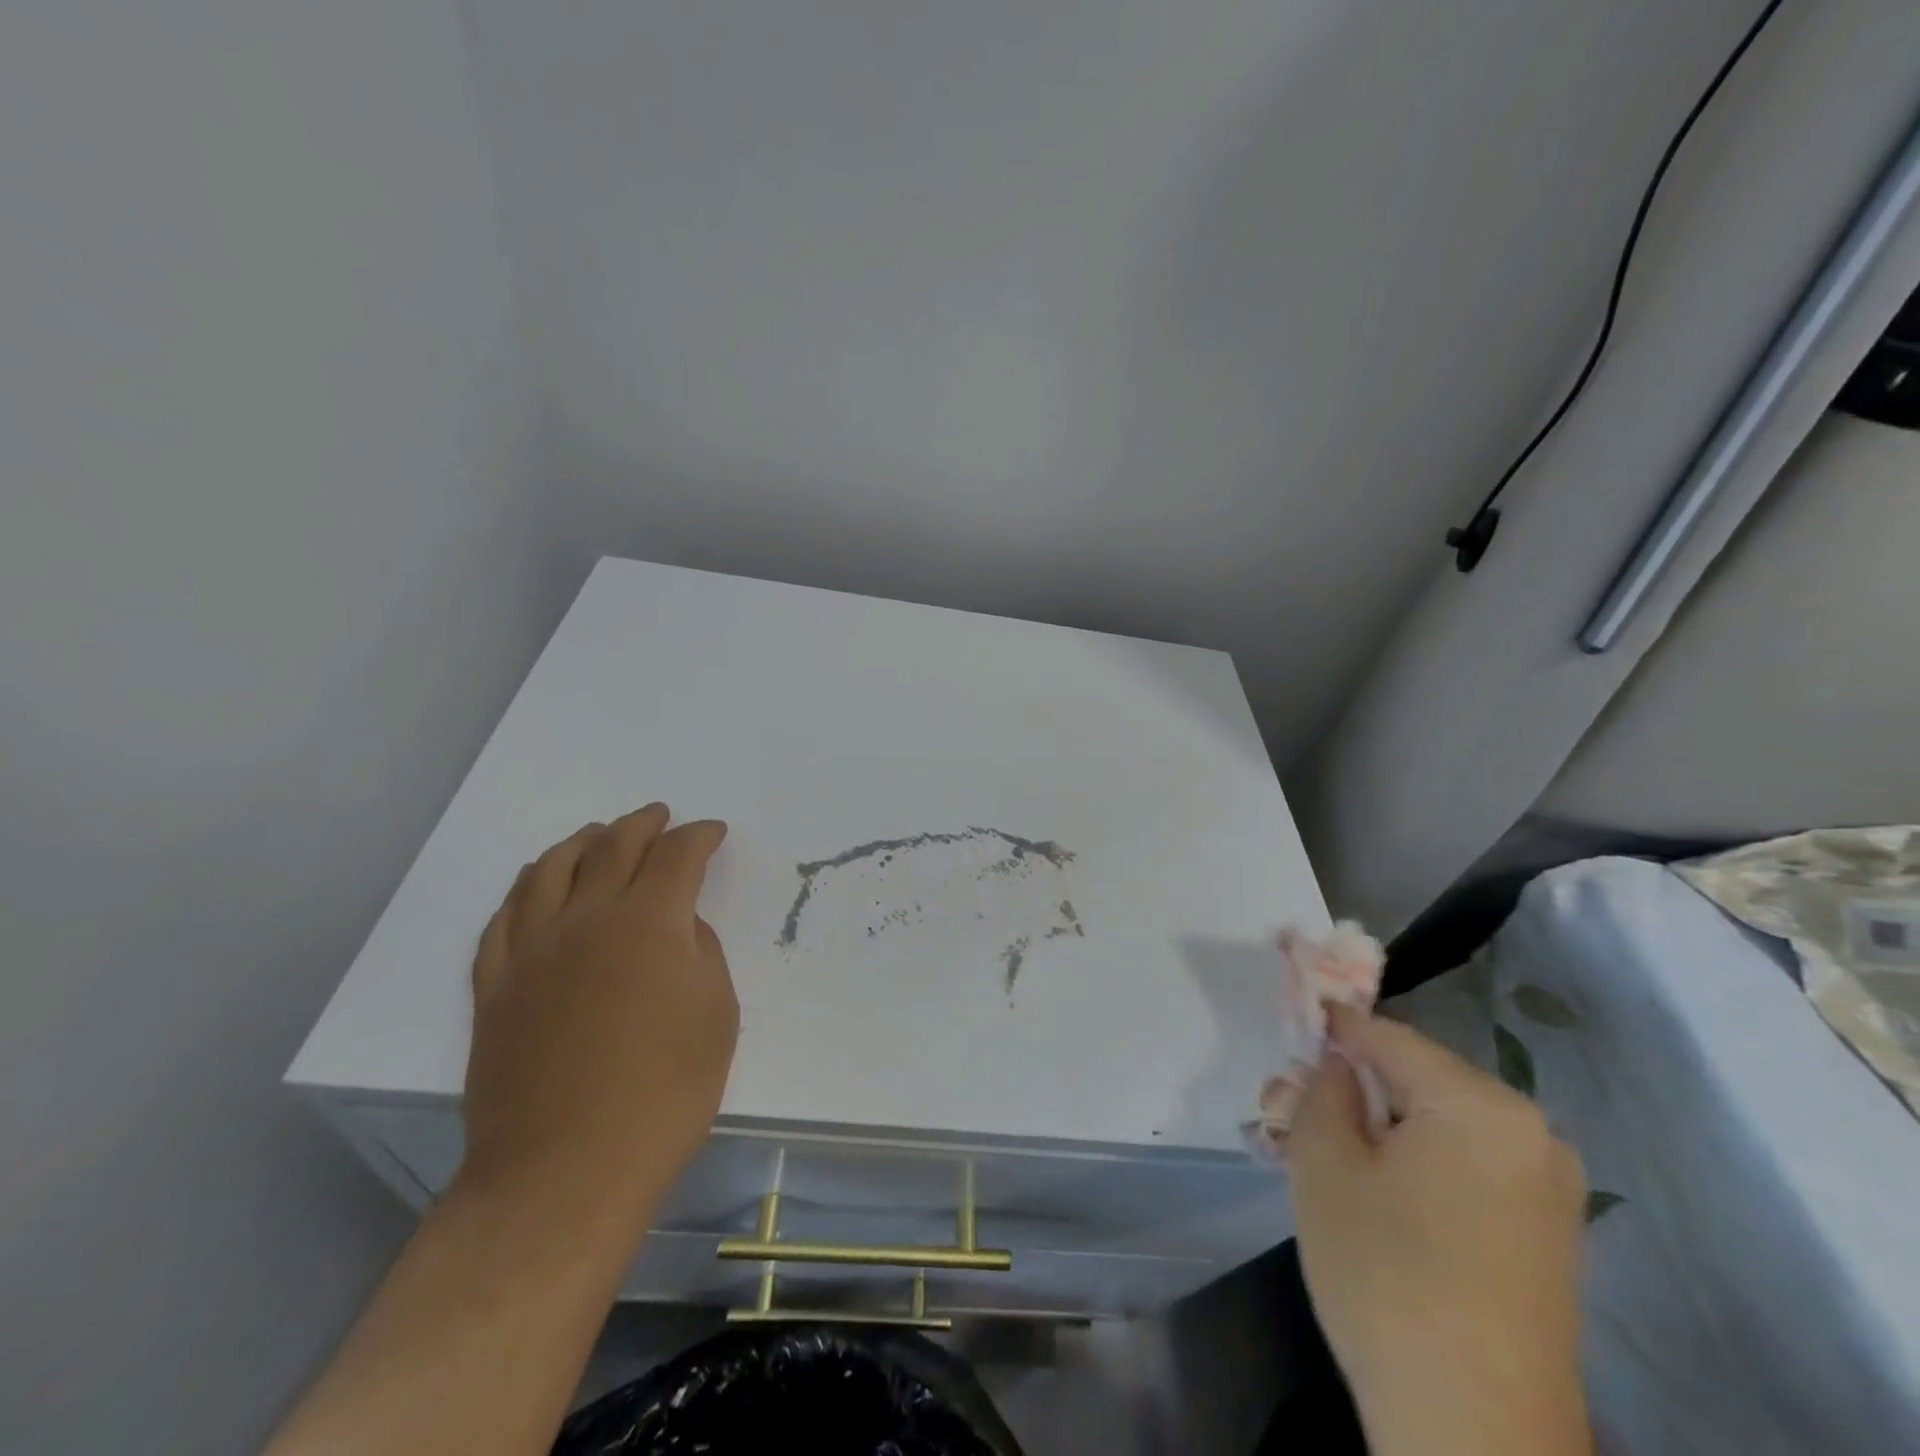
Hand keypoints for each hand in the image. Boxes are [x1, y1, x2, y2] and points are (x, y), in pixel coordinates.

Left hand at [459, 805, 737, 1226]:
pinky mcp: (495, 985)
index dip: (700, 837)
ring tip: (598, 835)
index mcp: (649, 921)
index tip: (713, 833)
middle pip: (614, 847)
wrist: (564, 1171)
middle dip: (644, 824)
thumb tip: (675, 926)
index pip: (677, 855)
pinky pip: (505, 916)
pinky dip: (528, 887)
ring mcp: (531, 949)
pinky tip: (538, 883)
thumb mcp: (715, 1013)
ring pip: (551, 869)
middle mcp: (586, 918)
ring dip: (582, 841)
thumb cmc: (665, 1092)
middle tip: (662, 817)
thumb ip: (699, 951)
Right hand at [1290, 1005, 1588, 1455]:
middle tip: (1292, 1112)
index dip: (1328, 1030)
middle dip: (1352, 1088)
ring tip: (1325, 1156)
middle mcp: (1530, 1133)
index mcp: (1481, 1105)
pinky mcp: (1546, 1234)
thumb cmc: (1387, 1276)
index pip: (1386, 1037)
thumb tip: (1336, 1064)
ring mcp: (1547, 1187)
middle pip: (1415, 1080)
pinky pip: (1466, 1165)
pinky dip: (1415, 1163)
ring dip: (1379, 1127)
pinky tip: (1375, 1197)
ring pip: (1438, 1123)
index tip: (1285, 1035)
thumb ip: (1321, 1088)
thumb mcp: (1324, 1164)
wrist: (1475, 1434)